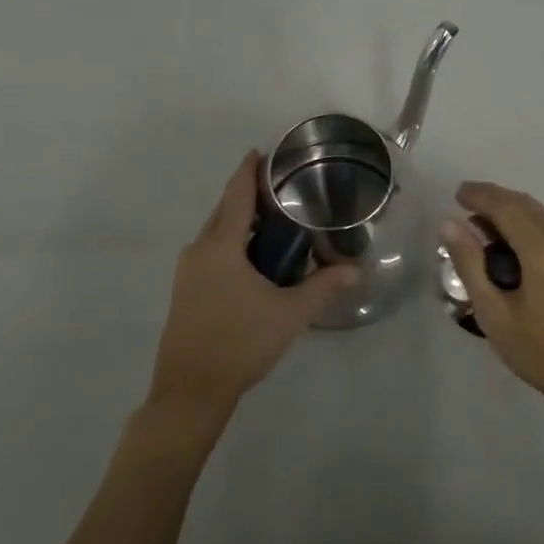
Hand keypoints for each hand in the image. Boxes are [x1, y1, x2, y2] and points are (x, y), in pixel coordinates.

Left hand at [146, 152, 357, 429]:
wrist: (189, 392)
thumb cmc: (239, 344)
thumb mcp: (289, 314)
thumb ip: (323, 287)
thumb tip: (357, 270)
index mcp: (221, 245)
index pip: (237, 193)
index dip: (251, 169)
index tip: (266, 151)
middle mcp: (199, 249)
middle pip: (226, 209)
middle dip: (252, 194)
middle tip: (288, 188)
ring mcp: (188, 271)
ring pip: (219, 231)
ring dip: (244, 221)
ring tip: (280, 221)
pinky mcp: (186, 290)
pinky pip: (213, 251)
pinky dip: (235, 242)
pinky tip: (258, 258)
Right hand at [440, 181, 543, 423]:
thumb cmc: (539, 352)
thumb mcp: (494, 313)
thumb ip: (470, 264)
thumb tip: (449, 224)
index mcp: (543, 251)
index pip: (506, 207)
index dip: (480, 195)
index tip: (456, 194)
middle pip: (525, 203)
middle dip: (493, 197)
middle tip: (464, 202)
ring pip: (539, 213)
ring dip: (510, 209)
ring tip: (481, 222)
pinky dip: (526, 223)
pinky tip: (509, 240)